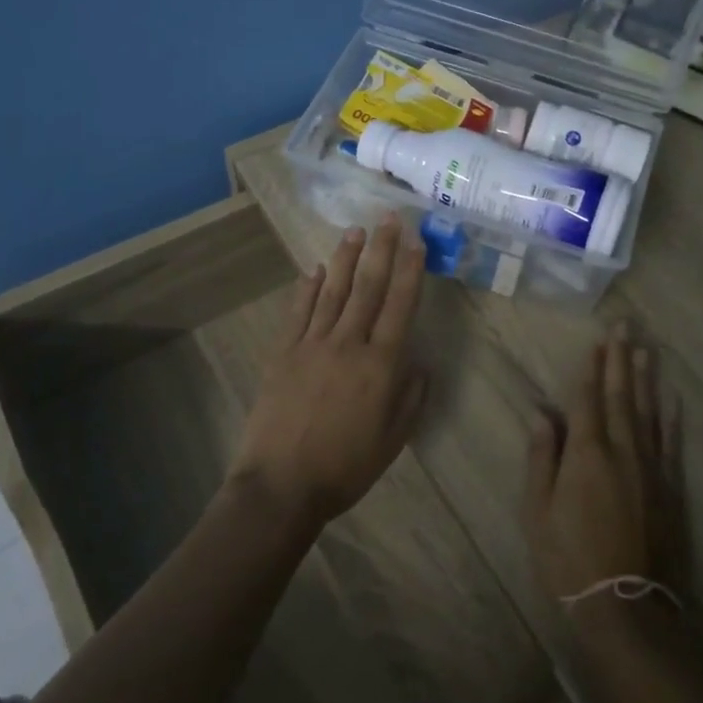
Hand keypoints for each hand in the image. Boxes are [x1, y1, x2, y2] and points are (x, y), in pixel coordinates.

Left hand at [233, 215, 427, 526]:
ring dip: (345, 259)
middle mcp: (348, 344)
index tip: (415, 241)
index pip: (400, 305)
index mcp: (380, 365)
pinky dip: (307, 288)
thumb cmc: (345, 468)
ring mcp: (311, 344)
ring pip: (332, 291)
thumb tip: (420, 362)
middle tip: (388, 217)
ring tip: (355, 231)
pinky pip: (298, 312)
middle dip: (380, 249)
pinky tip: (314, 269)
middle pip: (367, 287)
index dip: (409, 270)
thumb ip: (411, 397)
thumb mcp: (394, 440)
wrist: (282, 484)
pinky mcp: (283, 352)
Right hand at [523, 326, 687, 643]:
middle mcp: (622, 450)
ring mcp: (651, 469)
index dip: (592, 368)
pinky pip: (670, 444)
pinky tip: (672, 399)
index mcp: (586, 453)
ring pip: (648, 412)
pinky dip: (670, 419)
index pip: (588, 398)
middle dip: (620, 359)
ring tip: (645, 349)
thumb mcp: (538, 511)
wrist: (627, 608)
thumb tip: (541, 412)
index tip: (597, 339)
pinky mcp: (670, 489)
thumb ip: (541, 457)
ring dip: (645, 378)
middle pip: (621, 396)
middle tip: (625, 326)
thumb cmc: (570, 559)